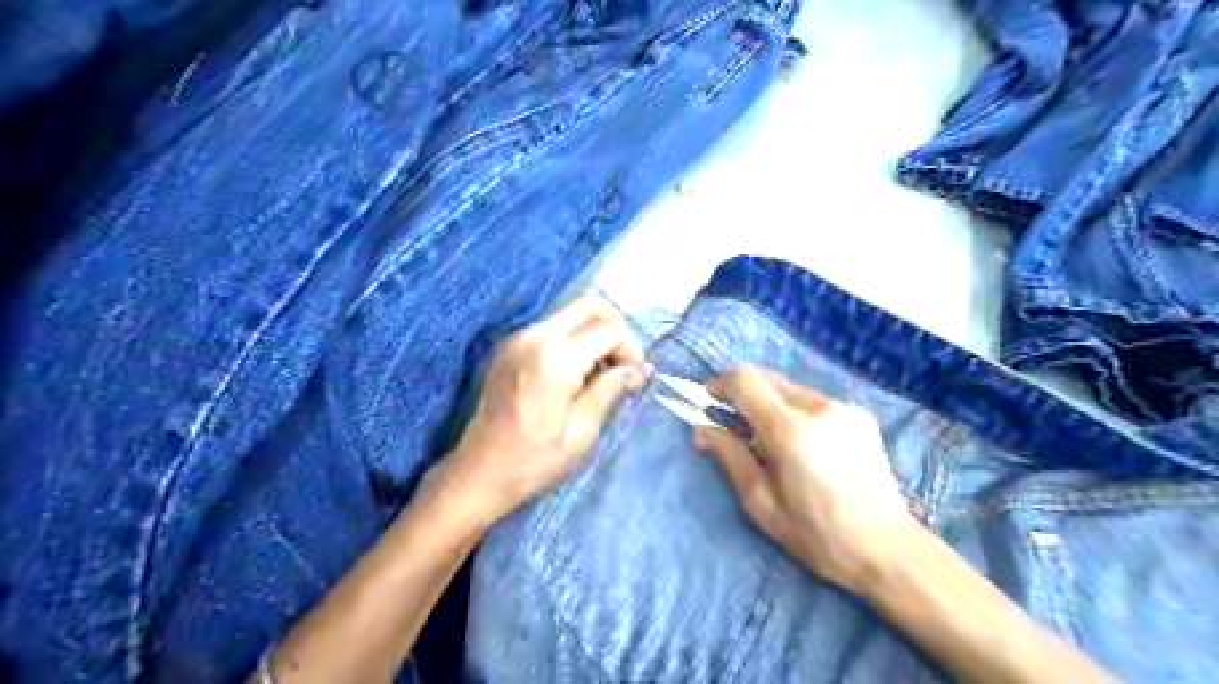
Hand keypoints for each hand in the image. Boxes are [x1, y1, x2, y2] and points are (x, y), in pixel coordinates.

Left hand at [435, 296, 652, 525]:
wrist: (479, 473)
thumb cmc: (534, 460)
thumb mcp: (582, 430)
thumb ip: (610, 389)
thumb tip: (637, 370)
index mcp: (556, 357)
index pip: (609, 330)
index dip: (630, 349)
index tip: (635, 377)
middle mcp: (535, 336)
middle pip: (589, 306)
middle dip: (614, 329)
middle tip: (623, 365)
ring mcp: (518, 338)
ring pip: (570, 315)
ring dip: (593, 335)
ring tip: (601, 374)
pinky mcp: (509, 347)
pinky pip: (552, 328)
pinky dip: (573, 340)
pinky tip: (576, 374)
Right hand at [695, 364, 915, 593]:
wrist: (887, 549)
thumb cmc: (816, 534)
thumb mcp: (760, 503)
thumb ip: (729, 457)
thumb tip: (702, 429)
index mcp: (789, 431)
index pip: (745, 379)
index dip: (721, 385)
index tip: (711, 403)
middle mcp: (818, 408)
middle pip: (767, 378)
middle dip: (744, 395)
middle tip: (738, 428)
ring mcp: (844, 409)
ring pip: (791, 390)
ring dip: (772, 406)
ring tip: (778, 445)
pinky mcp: (861, 415)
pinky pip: (815, 402)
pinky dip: (799, 414)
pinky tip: (809, 448)